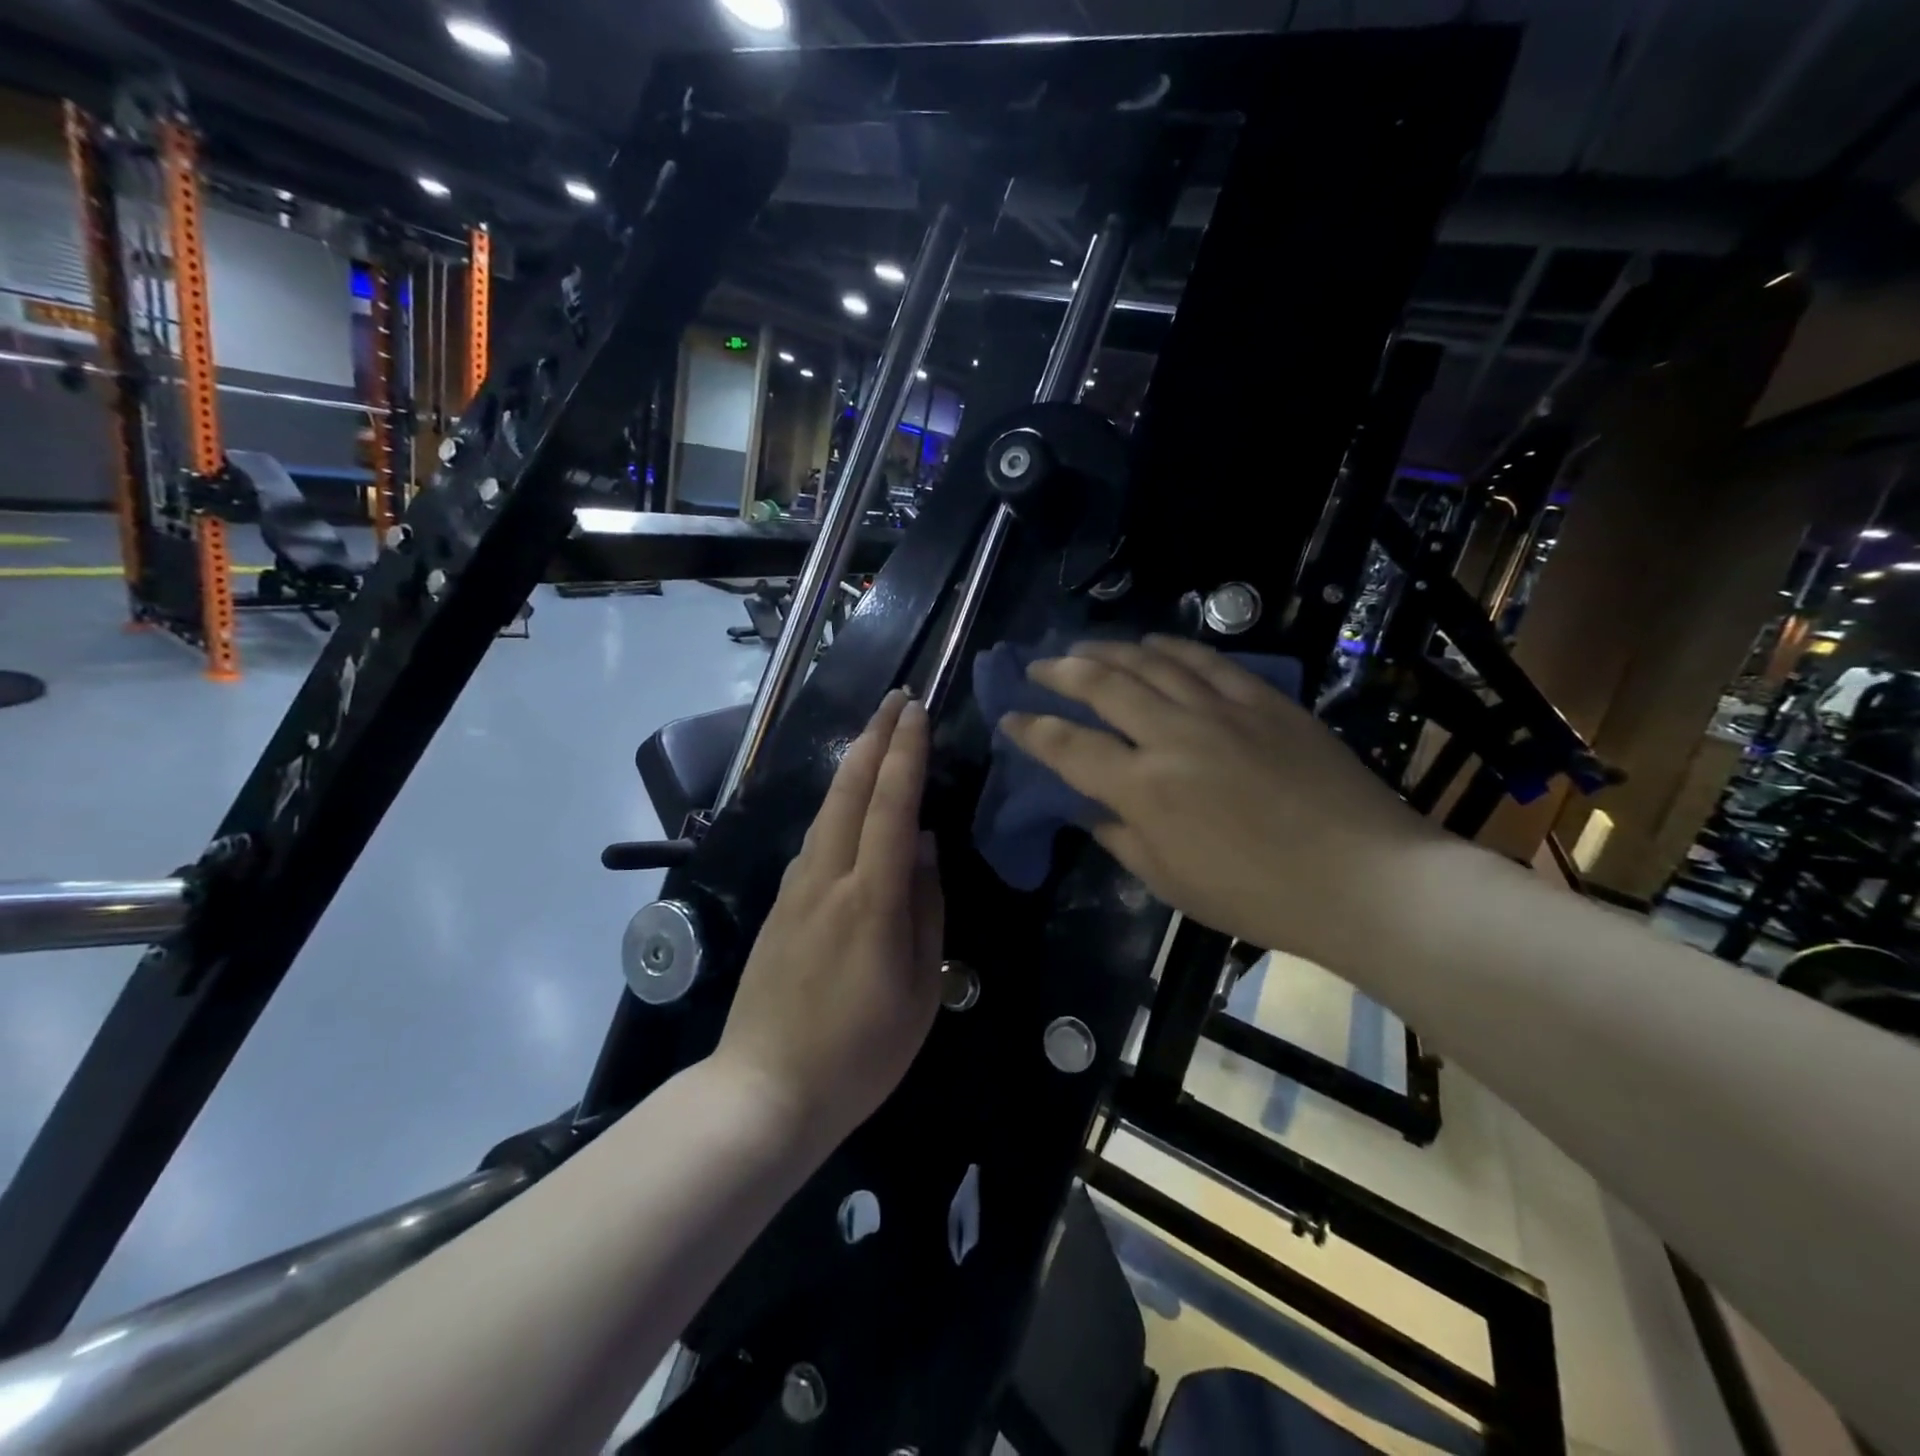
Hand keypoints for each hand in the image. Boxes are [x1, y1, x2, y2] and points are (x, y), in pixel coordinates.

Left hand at [715, 691, 943, 1154]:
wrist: (764, 1091)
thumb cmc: (859, 1052)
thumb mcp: (920, 990)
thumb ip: (926, 910)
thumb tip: (927, 848)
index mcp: (871, 898)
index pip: (892, 806)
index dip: (906, 754)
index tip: (917, 711)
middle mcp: (827, 878)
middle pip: (849, 791)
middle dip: (874, 738)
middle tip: (895, 700)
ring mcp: (795, 890)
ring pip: (826, 810)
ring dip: (853, 766)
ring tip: (875, 737)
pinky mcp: (778, 906)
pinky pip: (813, 841)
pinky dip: (835, 807)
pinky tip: (846, 806)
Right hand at [1002, 637, 1439, 969]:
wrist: (1363, 878)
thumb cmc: (1259, 896)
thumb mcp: (1173, 884)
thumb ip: (1122, 840)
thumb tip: (1095, 811)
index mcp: (1144, 789)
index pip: (1068, 747)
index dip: (1031, 730)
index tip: (1009, 717)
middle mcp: (1172, 736)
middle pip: (1101, 686)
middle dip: (1059, 672)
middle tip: (1036, 667)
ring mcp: (1220, 710)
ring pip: (1149, 662)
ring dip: (1108, 650)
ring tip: (1083, 647)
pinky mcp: (1263, 700)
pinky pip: (1206, 660)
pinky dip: (1170, 647)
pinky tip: (1153, 644)